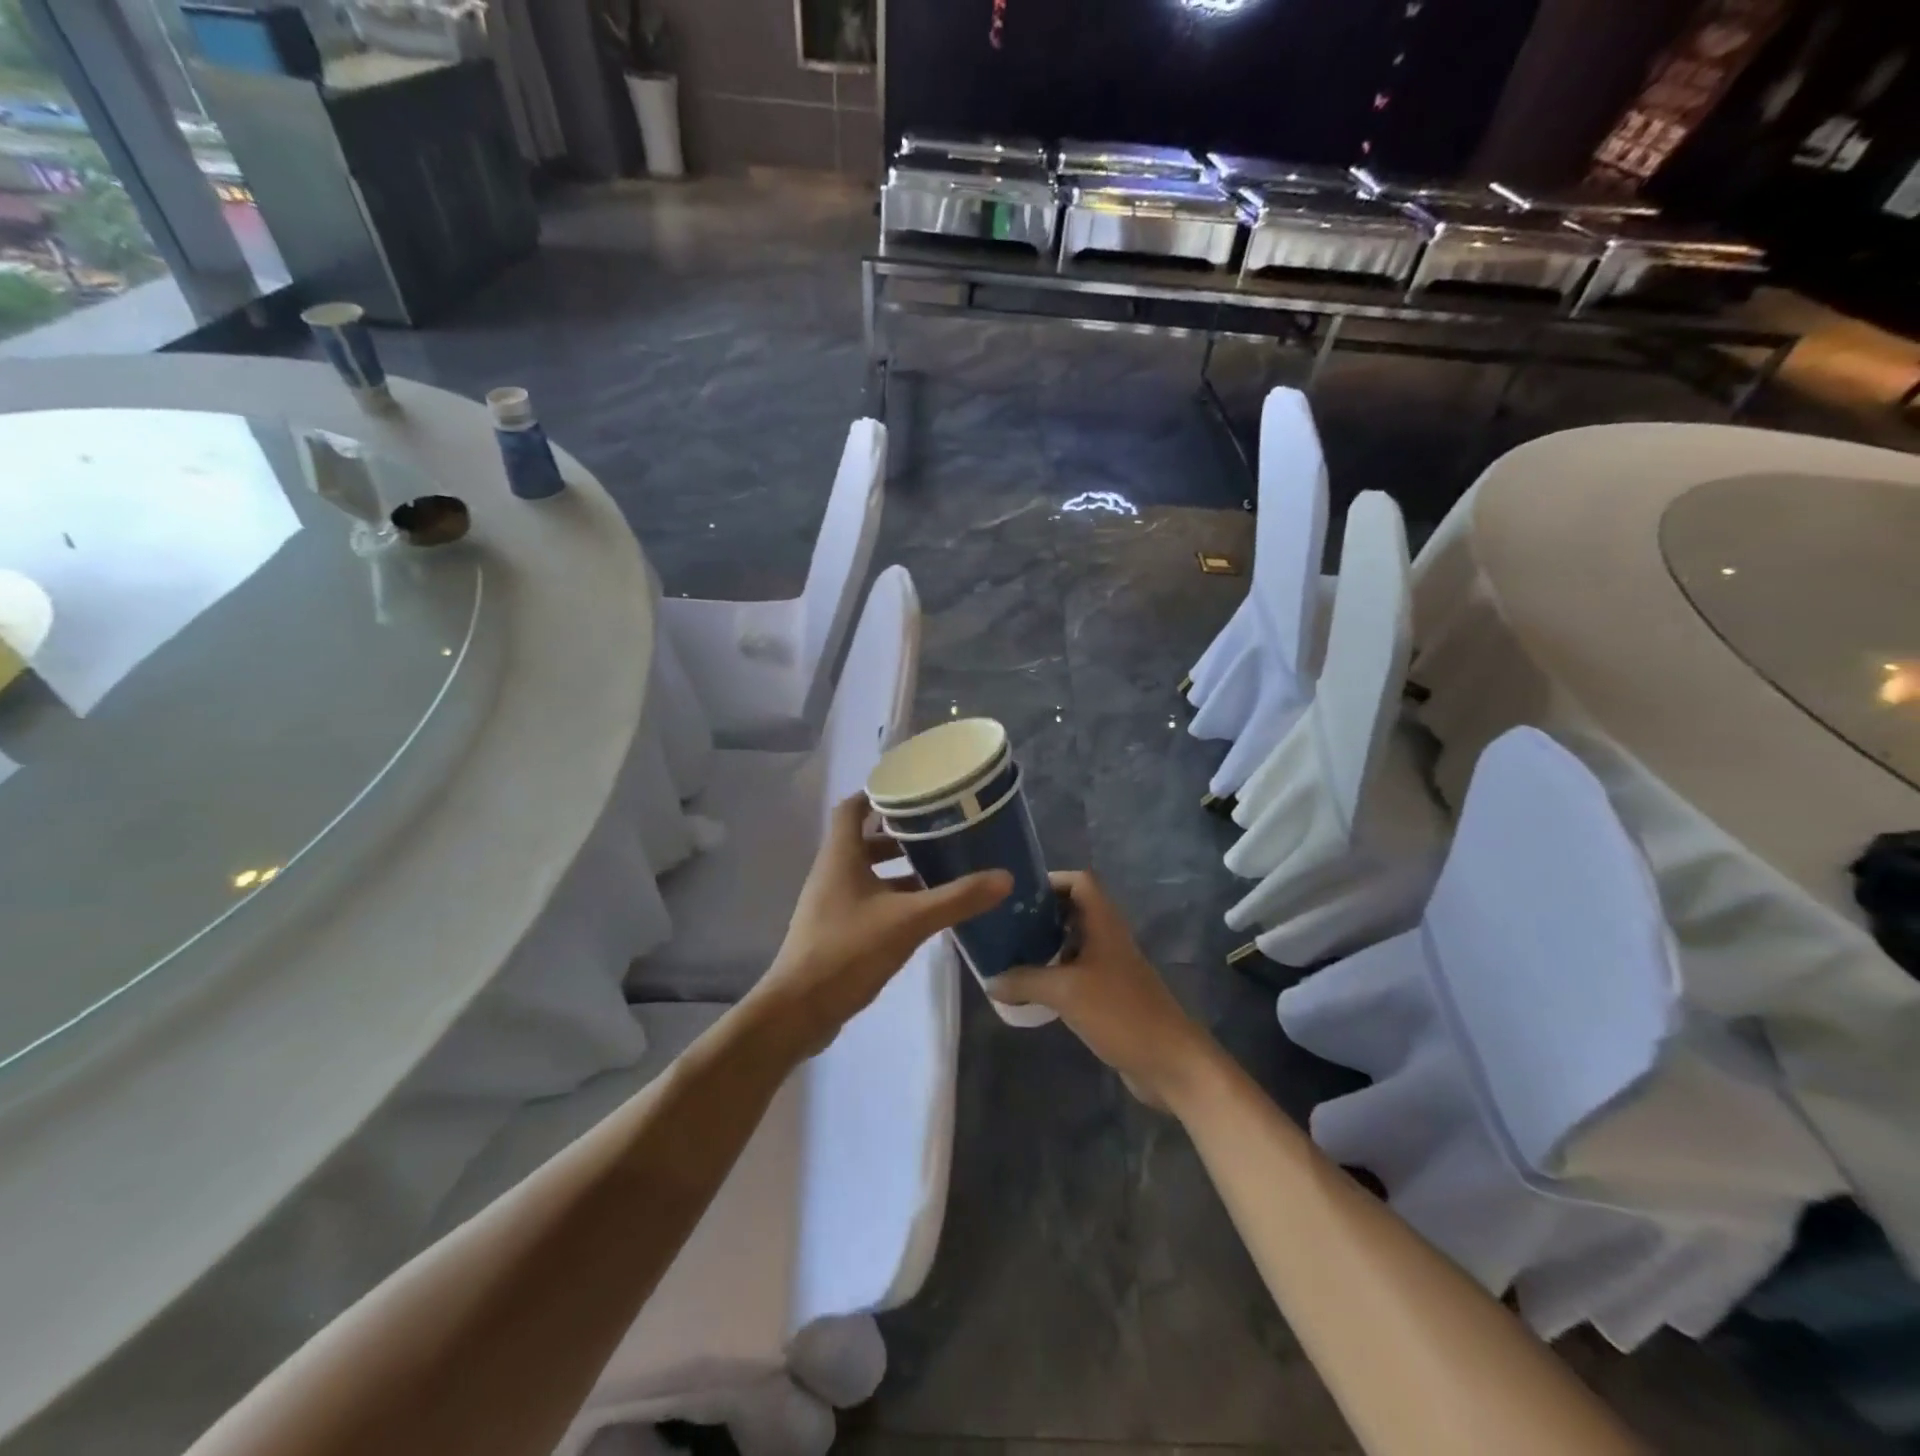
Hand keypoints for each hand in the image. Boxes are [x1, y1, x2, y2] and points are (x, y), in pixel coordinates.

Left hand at [750, 795, 1011, 1057]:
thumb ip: (956, 898)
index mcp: (840, 856)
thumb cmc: (848, 951)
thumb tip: (1004, 877)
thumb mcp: (908, 921)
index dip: (879, 794)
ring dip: (898, 867)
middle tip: (938, 830)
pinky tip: (922, 910)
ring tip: (938, 867)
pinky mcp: (835, 929)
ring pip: (867, 871)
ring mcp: (831, 902)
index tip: (915, 791)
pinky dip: (892, 896)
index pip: (853, 807)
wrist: (799, 1010)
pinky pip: (867, 899)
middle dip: (899, 833)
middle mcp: (832, 872)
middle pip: (864, 838)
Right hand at [989, 871, 1215, 1108]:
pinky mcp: (1110, 994)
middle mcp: (1108, 938)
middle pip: (1074, 910)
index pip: (1080, 882)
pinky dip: (1054, 973)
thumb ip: (1025, 981)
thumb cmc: (1120, 1013)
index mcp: (1104, 924)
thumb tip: (990, 980)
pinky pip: (1077, 972)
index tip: (1017, 894)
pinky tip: (1031, 988)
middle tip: (1005, 924)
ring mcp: (1111, 967)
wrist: (1169, 1062)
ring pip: (1074, 942)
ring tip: (1010, 953)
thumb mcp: (1066, 992)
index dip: (1051, 880)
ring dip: (1045, 944)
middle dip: (1040, 913)